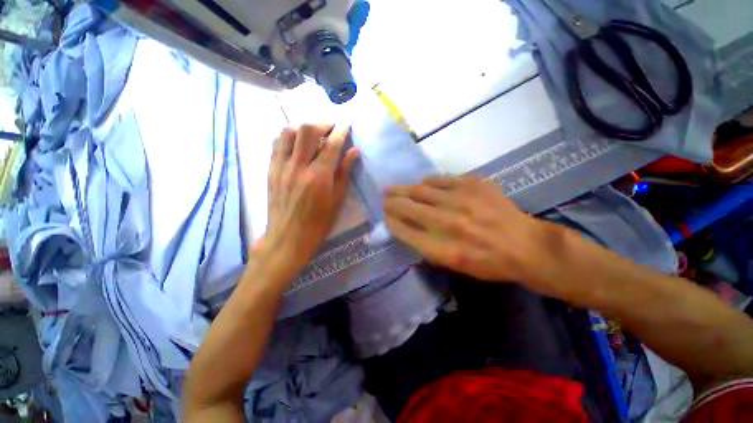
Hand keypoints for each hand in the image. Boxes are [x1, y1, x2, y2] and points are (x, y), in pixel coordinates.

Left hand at [262, 124, 358, 270]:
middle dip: (322, 124)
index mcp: (319, 177)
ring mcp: (281, 167)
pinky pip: (277, 144)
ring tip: (314, 135)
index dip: (340, 131)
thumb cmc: (318, 223)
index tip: (346, 125)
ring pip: (288, 132)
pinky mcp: (271, 170)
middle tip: (331, 129)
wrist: (288, 238)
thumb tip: (353, 152)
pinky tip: (297, 144)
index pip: (331, 145)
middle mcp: (298, 167)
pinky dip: (288, 137)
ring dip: (303, 128)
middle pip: (307, 130)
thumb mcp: (337, 200)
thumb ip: (344, 173)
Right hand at [384, 177, 567, 292]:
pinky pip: (442, 180)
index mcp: (443, 248)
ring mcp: (462, 201)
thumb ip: (426, 246)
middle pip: (409, 208)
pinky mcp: (475, 185)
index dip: (391, 222)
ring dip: (404, 189)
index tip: (386, 217)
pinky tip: (423, 182)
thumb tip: (405, 228)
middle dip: (392, 202)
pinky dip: (429, 182)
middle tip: (384, 198)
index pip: (404, 231)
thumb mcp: (453, 265)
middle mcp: (449, 223)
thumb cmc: (487, 263)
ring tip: (394, 188)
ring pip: (422, 190)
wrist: (525, 246)